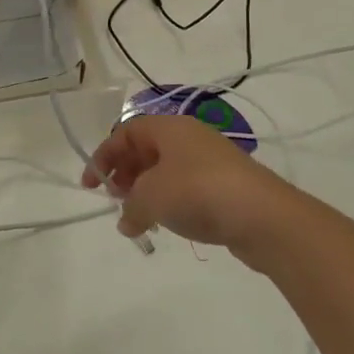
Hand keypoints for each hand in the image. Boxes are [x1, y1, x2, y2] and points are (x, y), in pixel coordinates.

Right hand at [82, 113, 301, 267]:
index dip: (103, 156)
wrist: (263, 216)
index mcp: (168, 128)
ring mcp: (210, 161)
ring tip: (137, 217)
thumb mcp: (150, 197)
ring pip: (166, 170)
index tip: (90, 185)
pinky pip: (186, 188)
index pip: (125, 132)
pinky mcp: (225, 186)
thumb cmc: (197, 192)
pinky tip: (165, 225)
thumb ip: (130, 207)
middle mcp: (188, 137)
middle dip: (125, 173)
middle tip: (114, 199)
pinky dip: (169, 202)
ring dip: (145, 191)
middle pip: (146, 149)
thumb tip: (127, 221)